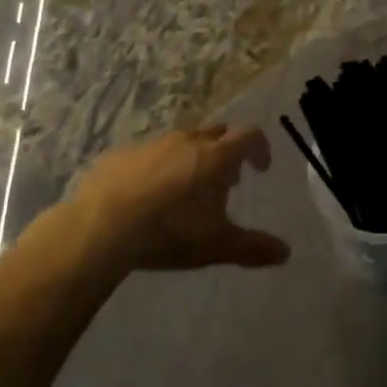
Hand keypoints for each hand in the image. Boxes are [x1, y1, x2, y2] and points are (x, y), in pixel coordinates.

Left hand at [66, 126, 288, 273]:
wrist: (101, 227)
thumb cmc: (169, 231)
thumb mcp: (216, 245)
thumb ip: (252, 247)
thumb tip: (286, 253)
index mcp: (215, 156)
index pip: (249, 136)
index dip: (260, 149)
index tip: (260, 169)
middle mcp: (187, 141)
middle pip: (216, 134)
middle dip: (226, 152)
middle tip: (225, 181)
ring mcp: (151, 145)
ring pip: (181, 142)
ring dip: (191, 158)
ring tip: (186, 190)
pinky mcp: (121, 155)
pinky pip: (148, 155)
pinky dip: (157, 168)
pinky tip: (147, 195)